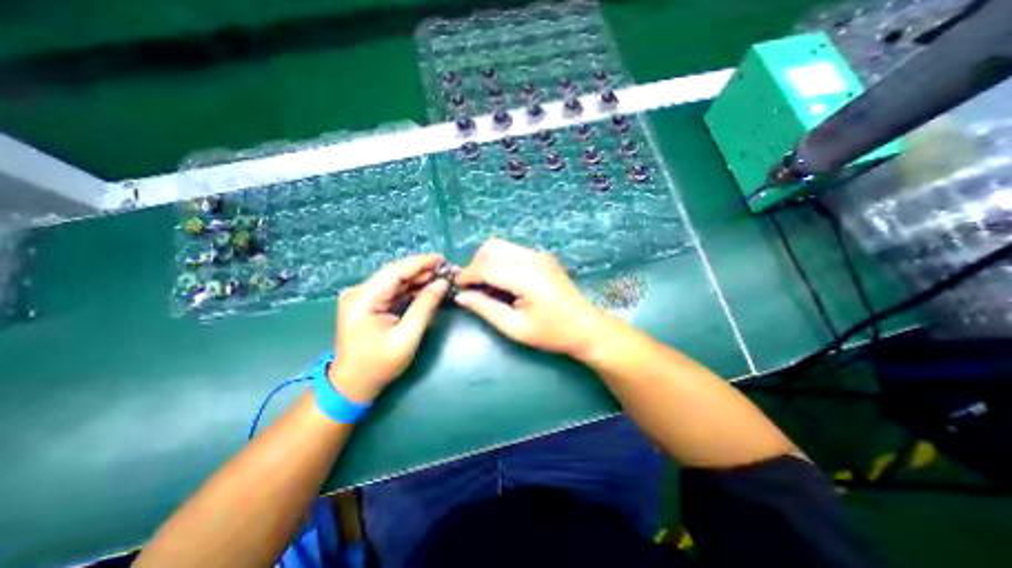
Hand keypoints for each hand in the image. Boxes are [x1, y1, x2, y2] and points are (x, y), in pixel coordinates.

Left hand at [331, 252, 447, 404]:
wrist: (352, 385)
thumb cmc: (379, 364)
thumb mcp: (407, 337)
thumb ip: (425, 306)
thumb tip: (442, 283)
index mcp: (364, 298)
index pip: (396, 271)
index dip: (421, 262)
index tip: (443, 258)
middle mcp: (360, 292)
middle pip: (396, 274)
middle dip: (424, 271)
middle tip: (448, 270)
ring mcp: (363, 298)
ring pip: (397, 281)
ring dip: (420, 279)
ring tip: (443, 278)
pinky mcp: (369, 304)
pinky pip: (394, 291)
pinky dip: (412, 290)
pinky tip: (429, 288)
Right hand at [454, 237, 603, 354]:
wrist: (586, 327)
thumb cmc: (552, 333)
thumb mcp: (515, 327)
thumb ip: (486, 309)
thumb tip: (461, 296)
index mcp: (527, 277)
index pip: (486, 266)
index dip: (467, 275)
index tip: (458, 288)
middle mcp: (533, 258)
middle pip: (491, 247)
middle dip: (475, 264)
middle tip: (474, 288)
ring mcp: (540, 255)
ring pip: (501, 246)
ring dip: (487, 262)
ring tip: (488, 286)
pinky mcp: (543, 256)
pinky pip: (512, 251)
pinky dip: (500, 262)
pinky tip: (504, 282)